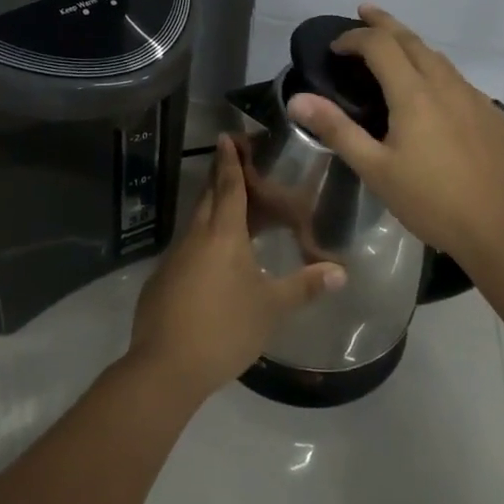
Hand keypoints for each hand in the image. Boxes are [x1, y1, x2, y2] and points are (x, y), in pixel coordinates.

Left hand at [127, 135, 345, 401]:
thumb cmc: (224, 328)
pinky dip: (203, 240)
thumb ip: (305, 286)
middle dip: (221, 177)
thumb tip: (341, 271)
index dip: (231, 160)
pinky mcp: (162, 281)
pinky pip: (187, 248)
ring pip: (196, 222)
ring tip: (233, 210)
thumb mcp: (271, 307)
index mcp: (223, 234)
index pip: (229, 185)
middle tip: (237, 165)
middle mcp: (196, 237)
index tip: (227, 136)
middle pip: (209, 197)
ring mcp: (175, 258)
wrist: (165, 367)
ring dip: (213, 209)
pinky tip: (213, 260)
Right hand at [286, 4, 503, 265]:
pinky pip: (457, 80)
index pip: (380, 45)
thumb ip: (336, 129)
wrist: (499, 229)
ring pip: (438, 57)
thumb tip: (297, 99)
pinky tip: (432, 91)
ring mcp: (474, 97)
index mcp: (414, 94)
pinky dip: (435, 70)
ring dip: (411, 44)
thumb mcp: (375, 169)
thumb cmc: (430, 201)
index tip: (335, 47)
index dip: (354, 38)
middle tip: (364, 11)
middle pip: (411, 39)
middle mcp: (445, 84)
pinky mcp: (491, 114)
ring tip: (393, 45)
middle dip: (384, 23)